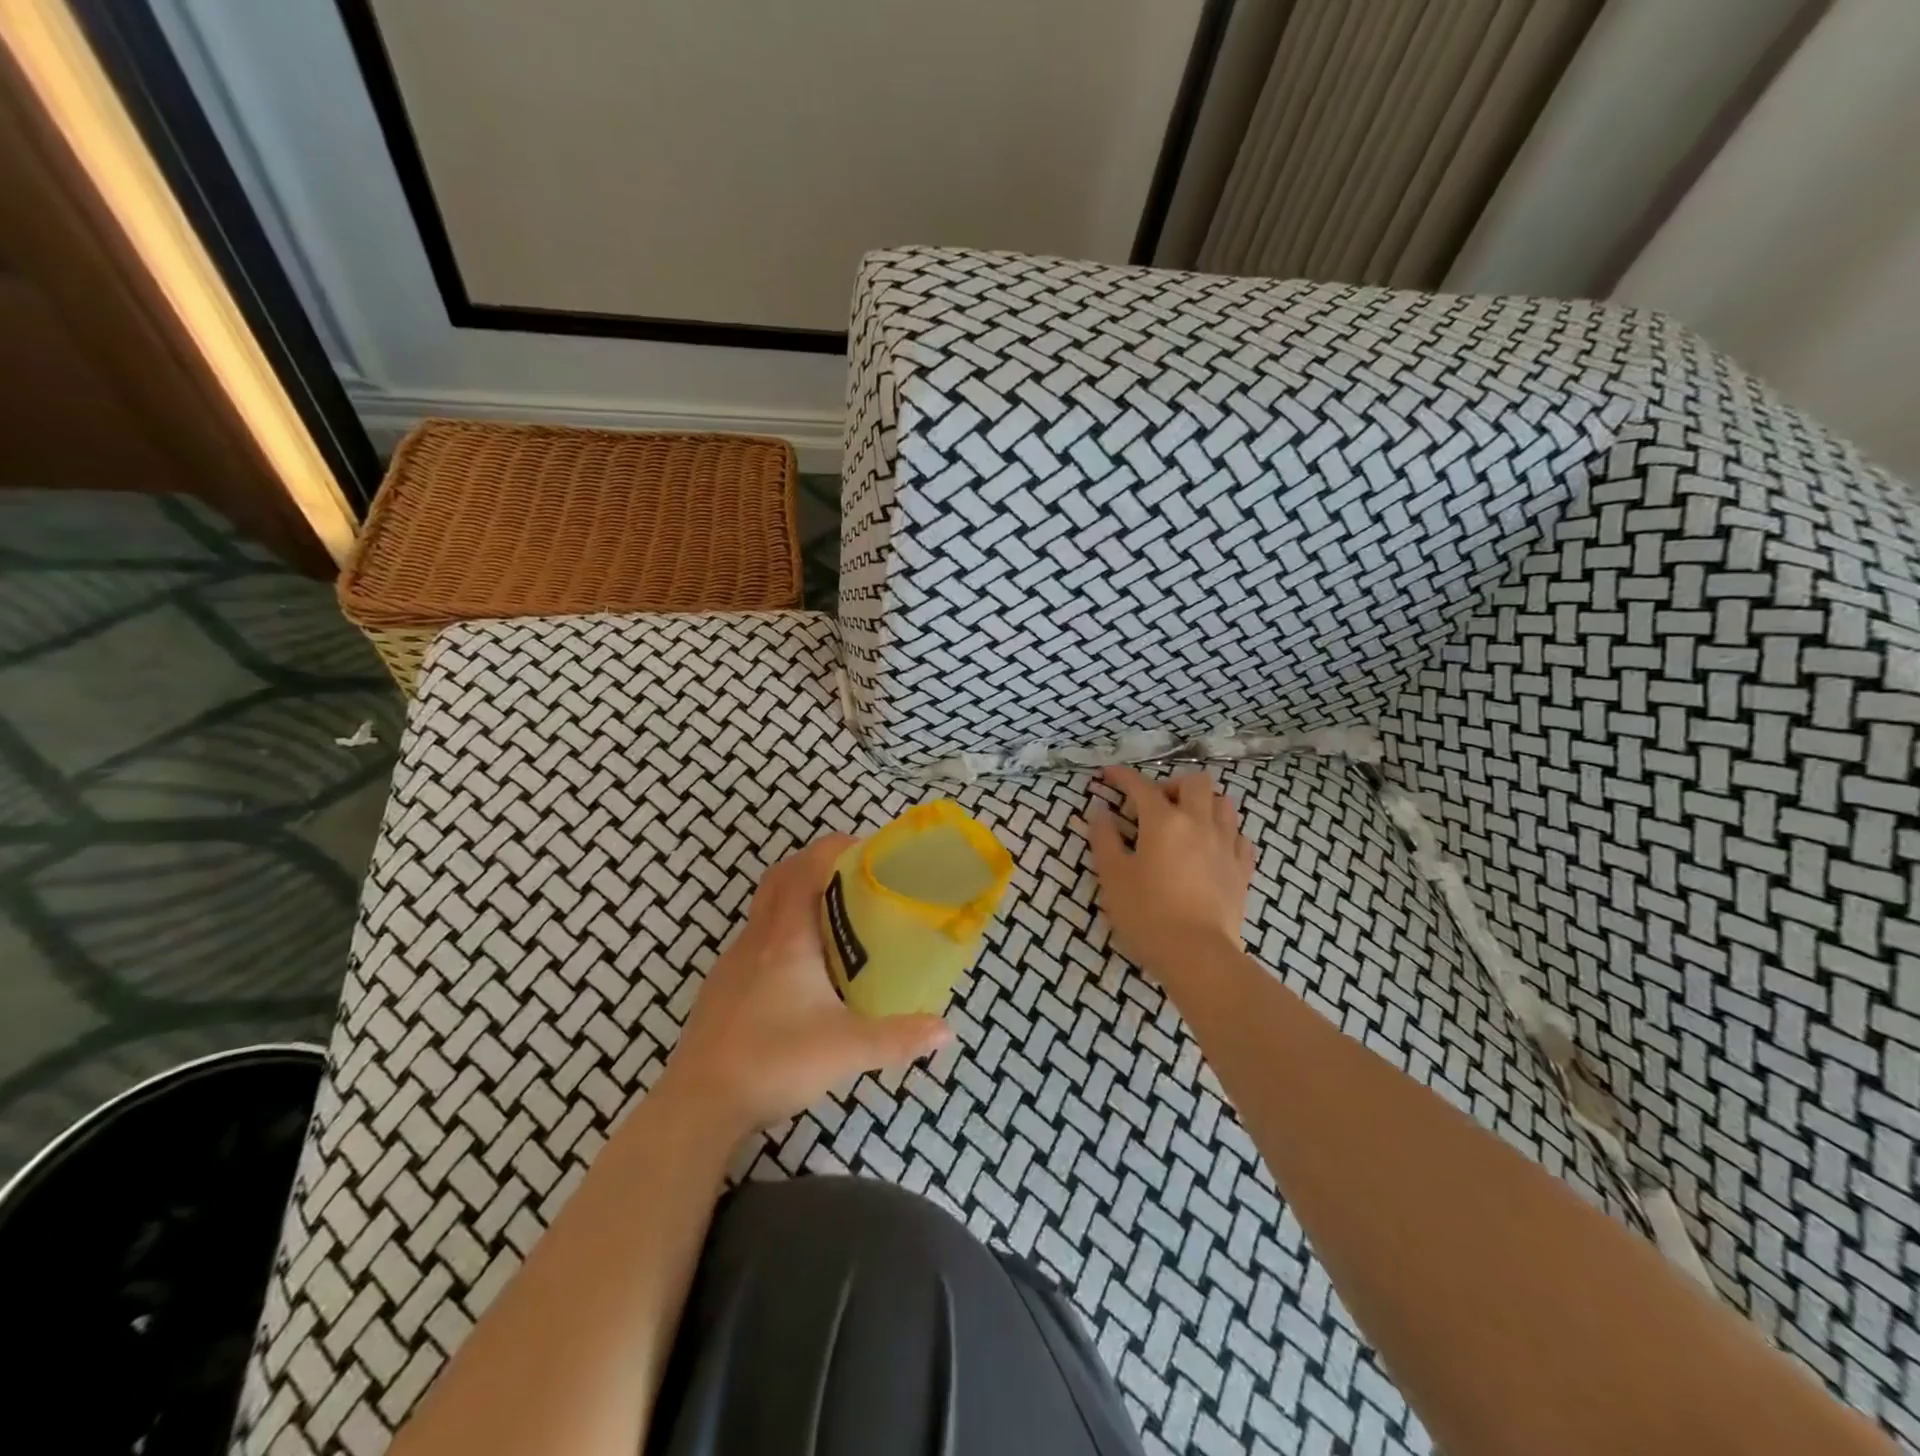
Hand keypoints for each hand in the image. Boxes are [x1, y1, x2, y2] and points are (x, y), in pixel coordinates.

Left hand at [661, 835, 950, 1139]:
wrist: (697, 1105)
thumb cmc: (773, 1062)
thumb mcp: (846, 1050)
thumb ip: (898, 1038)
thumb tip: (945, 1031)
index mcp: (786, 939)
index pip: (805, 870)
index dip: (832, 848)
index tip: (864, 848)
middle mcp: (757, 939)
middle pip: (780, 878)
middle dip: (814, 864)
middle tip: (853, 877)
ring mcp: (733, 962)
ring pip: (765, 908)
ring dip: (796, 897)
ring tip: (834, 920)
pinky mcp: (722, 987)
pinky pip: (756, 939)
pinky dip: (781, 931)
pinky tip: (801, 970)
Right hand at [1085, 765, 1253, 985]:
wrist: (1198, 956)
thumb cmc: (1147, 914)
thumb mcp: (1113, 876)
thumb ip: (1104, 839)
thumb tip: (1100, 811)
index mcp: (1164, 821)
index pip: (1141, 786)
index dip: (1122, 776)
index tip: (1107, 775)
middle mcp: (1199, 823)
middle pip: (1195, 782)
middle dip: (1172, 785)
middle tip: (1154, 806)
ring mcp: (1226, 845)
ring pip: (1224, 803)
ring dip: (1203, 804)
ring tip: (1186, 823)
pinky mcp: (1242, 869)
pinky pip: (1239, 836)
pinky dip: (1224, 833)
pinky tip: (1211, 848)